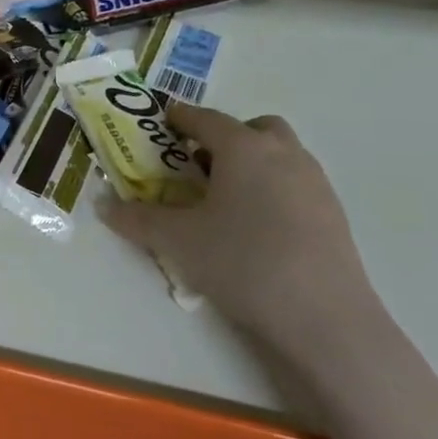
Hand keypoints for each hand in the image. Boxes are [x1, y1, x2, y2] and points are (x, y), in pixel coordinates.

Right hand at [101, 104, 382, 359]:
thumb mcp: (177, 241)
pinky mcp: (334, 214)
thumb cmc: (243, 263)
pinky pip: (295, 184)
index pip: (204, 118)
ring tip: (225, 200)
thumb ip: (136, 218)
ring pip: (279, 155)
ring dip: (251, 163)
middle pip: (252, 128)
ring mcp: (315, 182)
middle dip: (224, 138)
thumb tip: (103, 204)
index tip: (161, 124)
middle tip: (198, 166)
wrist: (325, 319)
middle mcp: (283, 153)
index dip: (179, 118)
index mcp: (244, 147)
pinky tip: (256, 229)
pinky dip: (272, 190)